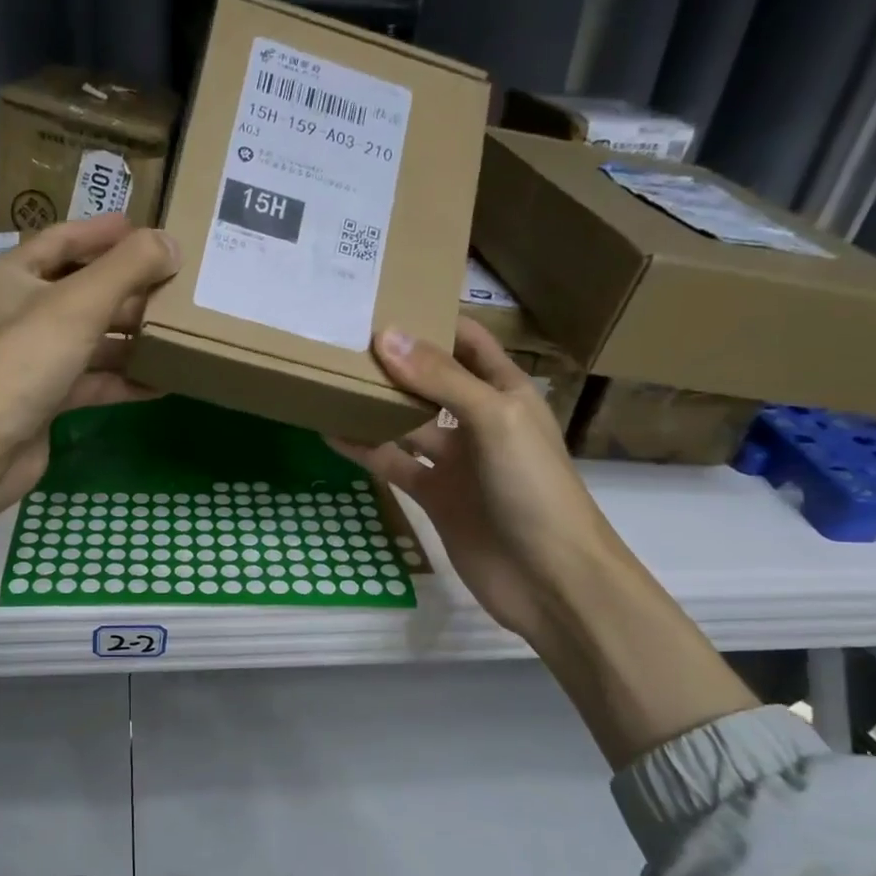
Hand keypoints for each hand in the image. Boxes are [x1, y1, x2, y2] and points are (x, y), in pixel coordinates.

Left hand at [0, 217, 177, 616]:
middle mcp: (16, 313)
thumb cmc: (25, 361)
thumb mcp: (80, 304)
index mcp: (11, 276)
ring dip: (127, 338)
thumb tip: (170, 244)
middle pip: (79, 291)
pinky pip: (88, 380)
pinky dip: (119, 380)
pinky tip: (158, 384)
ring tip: (175, 334)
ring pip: (86, 339)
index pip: (61, 240)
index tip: (143, 230)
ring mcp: (29, 359)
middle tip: (173, 287)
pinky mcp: (42, 398)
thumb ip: (127, 268)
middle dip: (126, 290)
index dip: (102, 232)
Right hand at [331, 318, 621, 639]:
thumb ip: (440, 380)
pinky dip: (366, 449)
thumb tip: (386, 336)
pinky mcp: (434, 496)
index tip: (385, 298)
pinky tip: (332, 431)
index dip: (433, 320)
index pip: (468, 343)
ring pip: (406, 423)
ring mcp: (455, 461)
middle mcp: (478, 420)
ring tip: (328, 379)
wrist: (548, 578)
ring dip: (374, 405)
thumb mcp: (494, 419)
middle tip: (342, 338)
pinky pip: (394, 464)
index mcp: (506, 392)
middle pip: (430, 381)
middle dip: (394, 362)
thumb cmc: (533, 487)